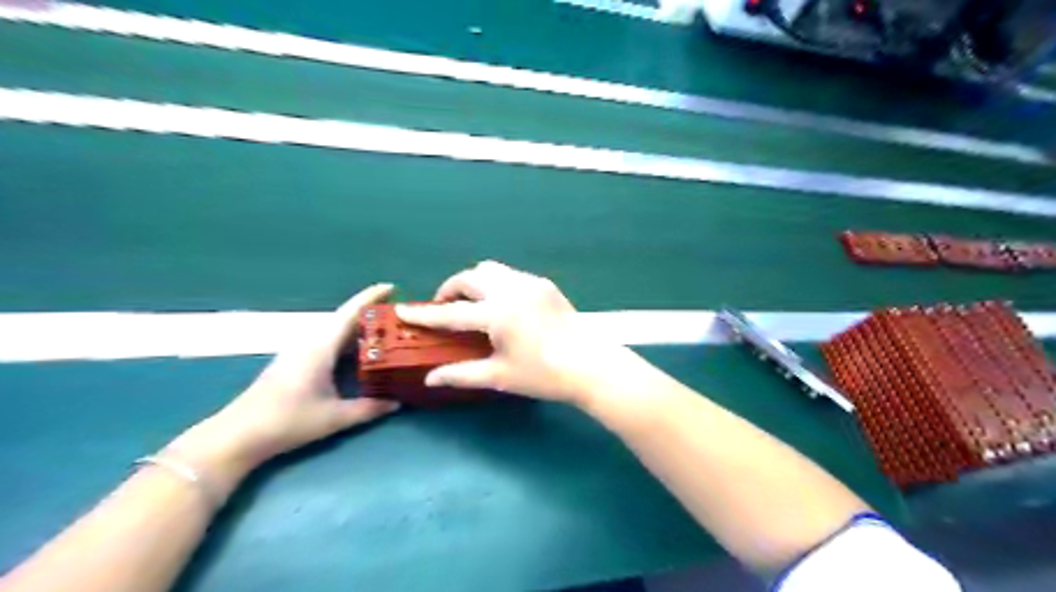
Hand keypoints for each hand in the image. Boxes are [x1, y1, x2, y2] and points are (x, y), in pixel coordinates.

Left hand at [170, 285, 400, 486]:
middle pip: (344, 320)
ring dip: (358, 328)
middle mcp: (310, 343)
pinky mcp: (295, 363)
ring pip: (335, 332)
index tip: (392, 286)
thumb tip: (397, 403)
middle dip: (371, 314)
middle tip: (399, 316)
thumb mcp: (335, 418)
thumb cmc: (287, 421)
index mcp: (321, 347)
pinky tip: (358, 354)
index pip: (350, 313)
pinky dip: (347, 341)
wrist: (238, 436)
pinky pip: (328, 342)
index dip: (370, 297)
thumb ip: (369, 409)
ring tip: (385, 332)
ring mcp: (300, 352)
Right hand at [395, 261, 624, 403]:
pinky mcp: (544, 284)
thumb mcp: (499, 376)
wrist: (590, 365)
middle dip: (451, 289)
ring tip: (472, 304)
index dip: (425, 314)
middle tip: (445, 308)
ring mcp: (530, 283)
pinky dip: (496, 283)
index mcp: (497, 314)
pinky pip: (510, 275)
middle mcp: (511, 290)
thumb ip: (461, 374)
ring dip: (474, 282)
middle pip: (470, 277)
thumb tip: (431, 379)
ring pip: (491, 270)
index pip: (452, 313)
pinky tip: (501, 305)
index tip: (403, 310)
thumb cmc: (543, 375)